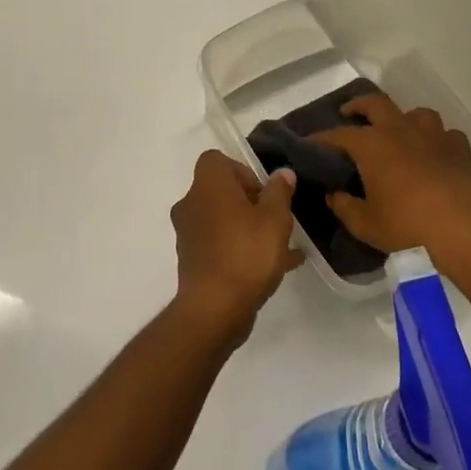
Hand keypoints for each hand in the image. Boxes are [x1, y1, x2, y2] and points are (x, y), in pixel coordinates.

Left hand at [170, 151, 305, 345]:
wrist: (214, 309)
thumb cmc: (246, 253)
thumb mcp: (275, 219)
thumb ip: (279, 192)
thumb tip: (281, 173)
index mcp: (207, 185)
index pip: (216, 160)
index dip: (242, 170)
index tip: (263, 193)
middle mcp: (191, 204)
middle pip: (221, 191)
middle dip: (250, 203)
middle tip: (274, 221)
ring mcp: (188, 234)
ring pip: (222, 220)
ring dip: (248, 228)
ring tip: (281, 248)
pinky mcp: (191, 261)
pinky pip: (219, 246)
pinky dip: (241, 250)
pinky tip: (273, 268)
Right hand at [311, 94, 470, 285]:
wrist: (465, 231)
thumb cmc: (408, 227)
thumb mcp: (366, 224)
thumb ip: (344, 207)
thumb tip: (333, 195)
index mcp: (372, 145)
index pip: (340, 134)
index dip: (323, 138)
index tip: (311, 142)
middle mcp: (400, 130)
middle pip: (376, 104)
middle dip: (359, 105)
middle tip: (350, 113)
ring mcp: (433, 135)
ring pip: (415, 113)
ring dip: (403, 119)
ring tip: (398, 132)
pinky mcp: (460, 148)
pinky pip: (445, 134)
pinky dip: (436, 140)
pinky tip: (435, 153)